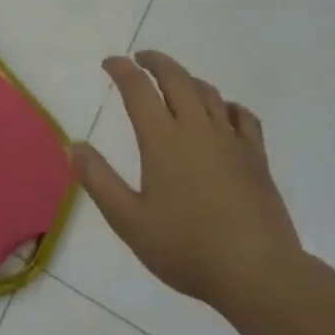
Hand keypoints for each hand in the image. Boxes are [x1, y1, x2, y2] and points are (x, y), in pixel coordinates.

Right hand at [75, 51, 303, 313]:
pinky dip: (226, 105)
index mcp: (162, 140)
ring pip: (208, 92)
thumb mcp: (130, 222)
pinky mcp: (256, 158)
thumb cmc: (188, 249)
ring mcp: (231, 141)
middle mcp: (197, 129)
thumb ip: (99, 181)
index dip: (121, 69)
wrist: (259, 275)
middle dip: (155, 62)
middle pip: (176, 78)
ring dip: (187, 79)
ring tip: (174, 82)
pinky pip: (242, 116)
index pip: (138, 89)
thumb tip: (74, 146)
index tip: (110, 63)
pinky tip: (222, 113)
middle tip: (140, 58)